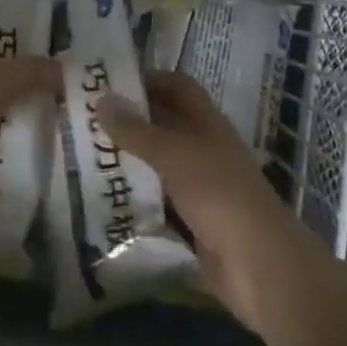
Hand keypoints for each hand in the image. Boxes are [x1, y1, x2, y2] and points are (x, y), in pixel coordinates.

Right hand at [101, 72, 322, 334]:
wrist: (259, 265)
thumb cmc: (219, 193)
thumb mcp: (174, 155)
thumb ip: (136, 131)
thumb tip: (101, 98)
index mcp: (206, 121)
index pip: (176, 86)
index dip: (149, 79)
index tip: (111, 82)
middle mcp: (203, 147)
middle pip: (164, 125)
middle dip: (130, 122)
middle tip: (88, 121)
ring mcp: (199, 186)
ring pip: (158, 165)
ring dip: (130, 163)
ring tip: (87, 158)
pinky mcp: (193, 222)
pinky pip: (159, 203)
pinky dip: (136, 200)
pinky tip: (105, 202)